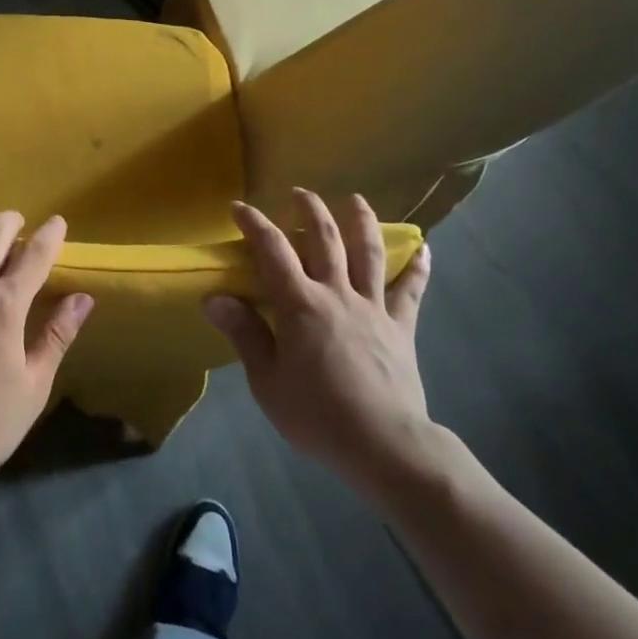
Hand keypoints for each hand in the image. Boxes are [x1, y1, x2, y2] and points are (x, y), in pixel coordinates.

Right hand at [205, 189, 437, 495]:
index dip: (254, 224)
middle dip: (309, 210)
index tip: (239, 207)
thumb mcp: (267, 381)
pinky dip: (417, 268)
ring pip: (367, 253)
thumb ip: (244, 334)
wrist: (384, 445)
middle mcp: (336, 292)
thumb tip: (213, 297)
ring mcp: (373, 307)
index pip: (272, 250)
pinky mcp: (401, 327)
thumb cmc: (317, 415)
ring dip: (360, 221)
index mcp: (300, 303)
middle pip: (324, 238)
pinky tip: (424, 249)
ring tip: (356, 199)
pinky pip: (411, 291)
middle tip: (300, 193)